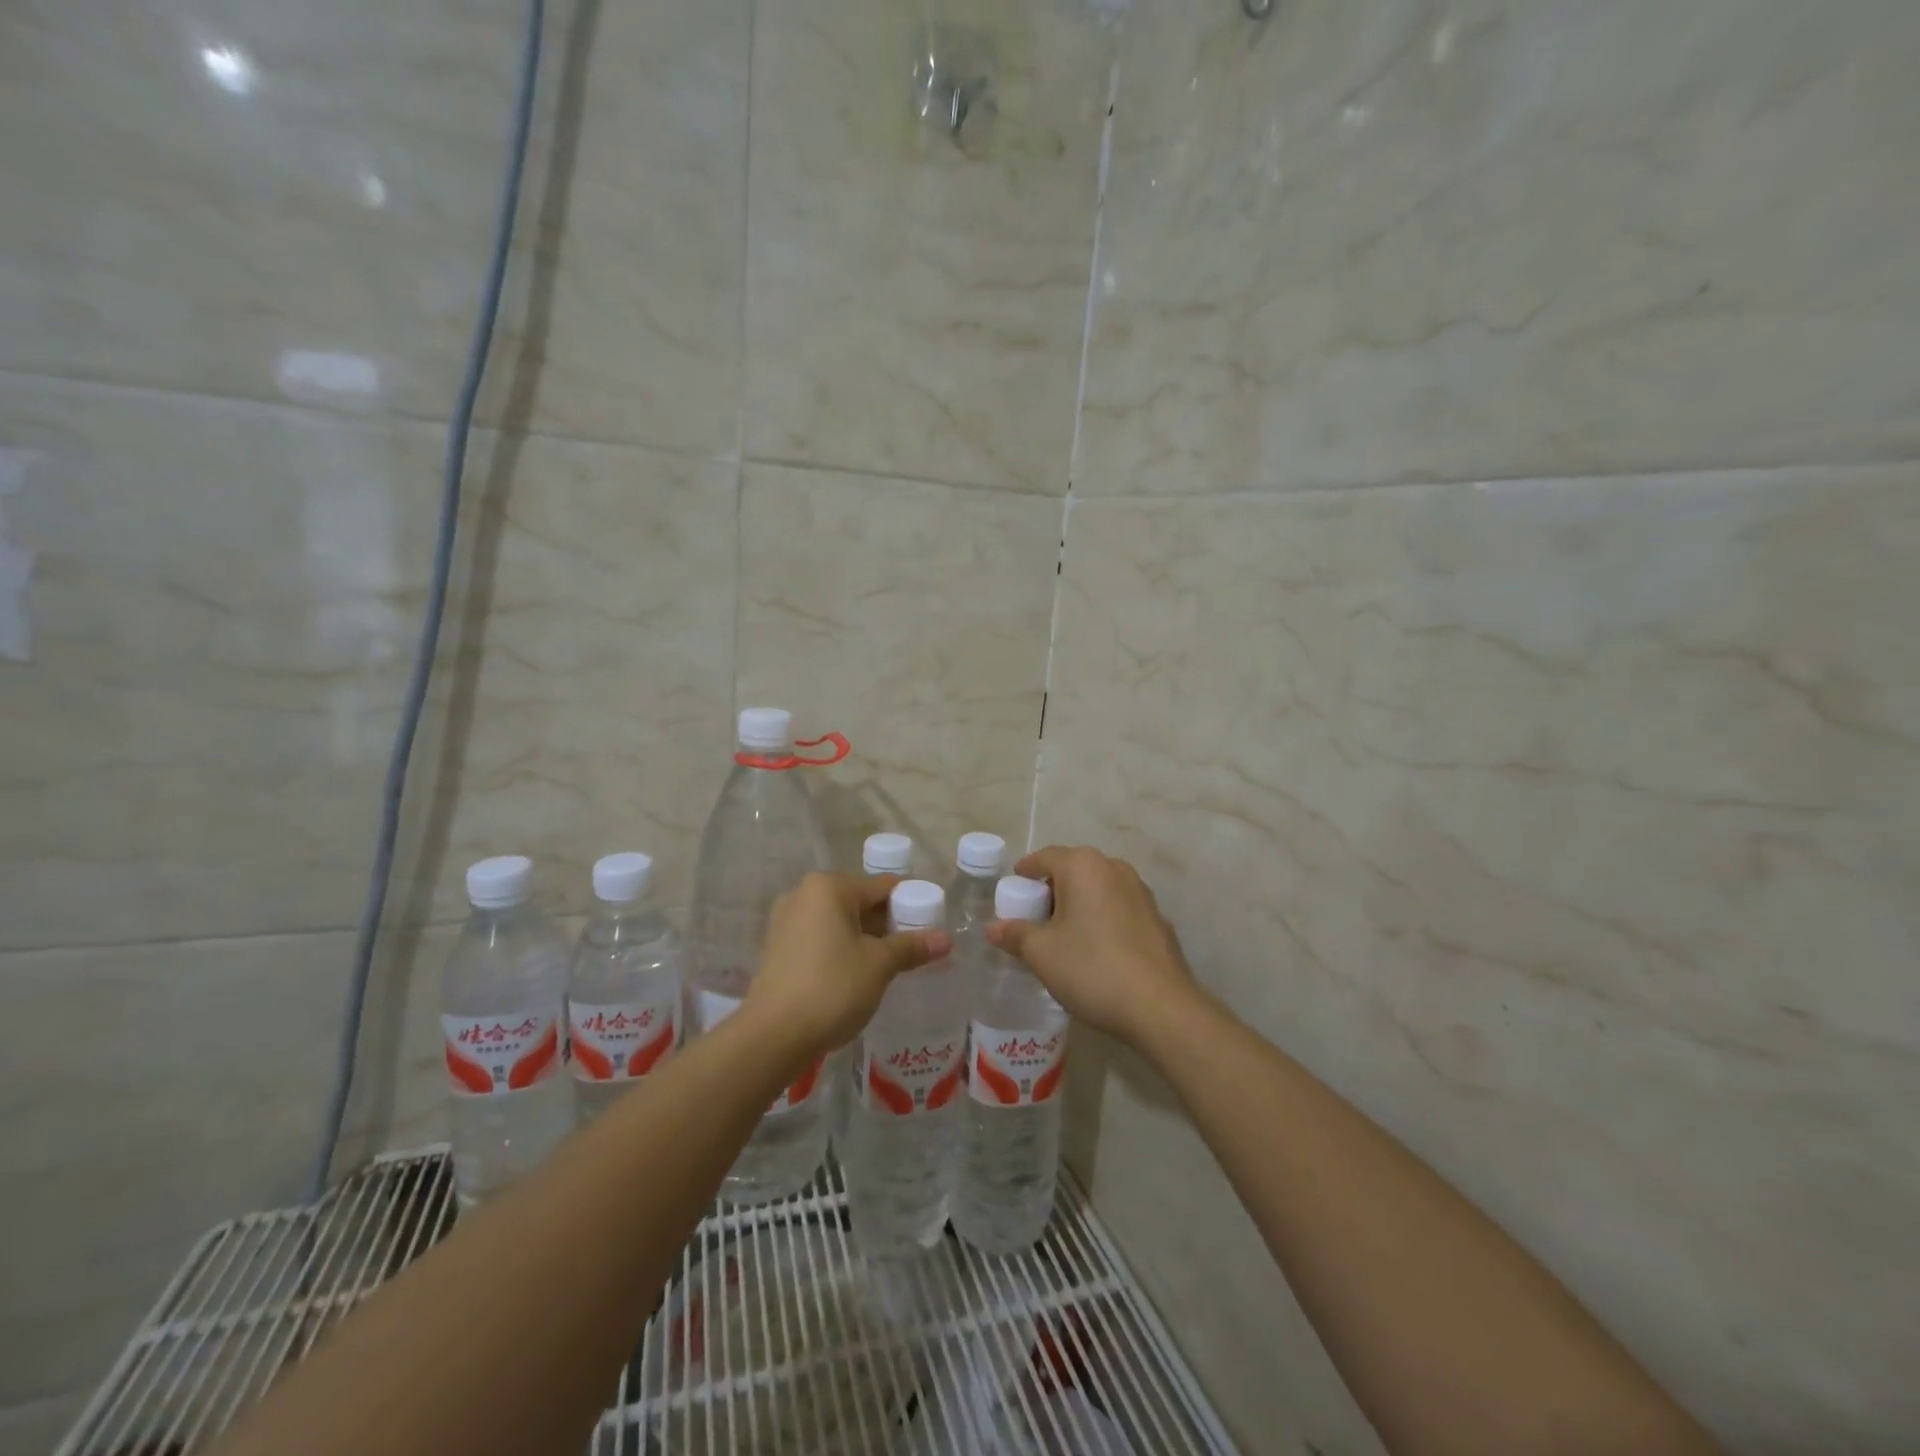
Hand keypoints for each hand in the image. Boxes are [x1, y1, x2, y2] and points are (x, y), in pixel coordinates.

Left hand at [744, 873, 950, 1059]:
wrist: (772, 1036)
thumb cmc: (832, 988)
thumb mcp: (879, 965)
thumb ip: (912, 947)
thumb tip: (946, 939)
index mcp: (829, 887)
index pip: (883, 887)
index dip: (912, 905)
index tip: (932, 926)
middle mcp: (803, 894)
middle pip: (860, 902)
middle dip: (888, 925)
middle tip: (914, 950)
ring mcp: (786, 921)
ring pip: (840, 922)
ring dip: (865, 939)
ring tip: (890, 966)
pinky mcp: (777, 947)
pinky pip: (820, 938)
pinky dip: (841, 950)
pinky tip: (857, 975)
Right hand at [985, 846, 1199, 1045]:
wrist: (1160, 1006)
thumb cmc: (1091, 968)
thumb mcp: (1042, 953)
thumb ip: (1014, 934)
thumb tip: (993, 927)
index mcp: (1083, 866)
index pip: (1044, 857)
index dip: (1024, 872)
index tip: (1012, 891)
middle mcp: (1114, 868)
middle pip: (1073, 870)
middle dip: (1051, 890)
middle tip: (1033, 918)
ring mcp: (1141, 892)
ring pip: (1098, 889)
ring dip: (1079, 904)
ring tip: (1064, 935)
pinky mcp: (1157, 918)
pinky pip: (1118, 908)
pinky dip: (1102, 919)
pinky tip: (1097, 950)